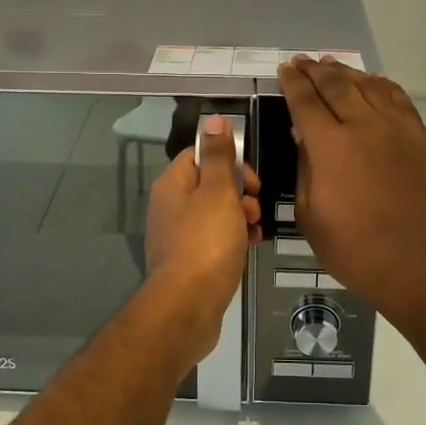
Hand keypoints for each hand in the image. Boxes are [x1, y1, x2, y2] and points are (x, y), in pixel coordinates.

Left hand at [142, 115, 261, 358]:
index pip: (200, 154)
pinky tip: (249, 247)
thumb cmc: (206, 243)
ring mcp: (176, 235)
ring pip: (214, 213)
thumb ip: (219, 156)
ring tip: (256, 229)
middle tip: (256, 205)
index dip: (229, 160)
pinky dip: (232, 238)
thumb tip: (213, 118)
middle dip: (239, 191)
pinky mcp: (186, 261)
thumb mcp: (218, 192)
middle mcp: (169, 206)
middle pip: (209, 184)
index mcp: (173, 184)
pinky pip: (213, 239)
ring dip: (239, 215)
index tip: (251, 179)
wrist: (187, 307)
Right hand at [277, 58, 425, 307]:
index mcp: (330, 145)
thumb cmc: (351, 246)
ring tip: (332, 64)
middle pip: (336, 86)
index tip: (285, 69)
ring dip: (347, 72)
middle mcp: (363, 126)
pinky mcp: (419, 140)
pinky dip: (384, 86)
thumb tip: (304, 136)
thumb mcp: (308, 212)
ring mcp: (395, 130)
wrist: (412, 263)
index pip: (306, 101)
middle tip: (303, 61)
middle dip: (316, 70)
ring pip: (369, 87)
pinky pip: (400, 101)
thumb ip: (305, 166)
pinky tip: (375, 81)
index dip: (293, 83)